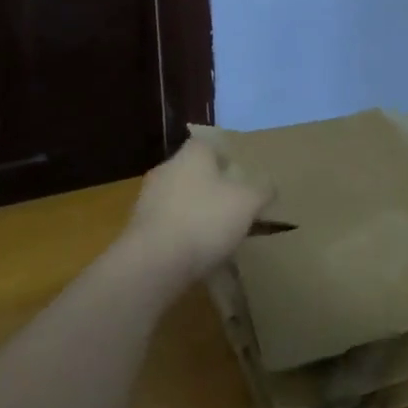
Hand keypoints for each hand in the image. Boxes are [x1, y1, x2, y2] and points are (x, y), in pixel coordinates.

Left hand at [121, 138, 271, 284]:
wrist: (153, 263)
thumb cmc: (205, 220)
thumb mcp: (248, 202)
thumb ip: (262, 190)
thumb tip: (268, 184)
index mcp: (192, 155)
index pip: (209, 144)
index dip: (226, 158)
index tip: (241, 177)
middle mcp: (166, 169)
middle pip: (193, 171)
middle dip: (211, 186)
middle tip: (233, 206)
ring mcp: (148, 199)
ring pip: (179, 198)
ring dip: (195, 211)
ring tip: (217, 235)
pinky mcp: (138, 229)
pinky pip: (167, 224)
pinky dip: (181, 234)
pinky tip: (195, 253)